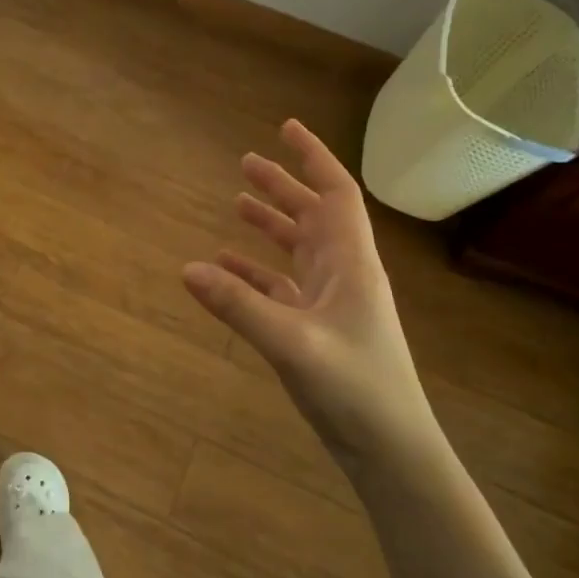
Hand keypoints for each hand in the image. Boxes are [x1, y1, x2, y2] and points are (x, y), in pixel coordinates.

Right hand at [183, 120, 440, 475]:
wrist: (391, 449)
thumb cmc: (355, 388)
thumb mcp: (291, 343)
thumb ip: (238, 305)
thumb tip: (187, 268)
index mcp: (350, 263)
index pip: (335, 194)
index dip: (313, 157)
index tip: (286, 128)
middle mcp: (344, 274)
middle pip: (313, 215)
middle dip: (283, 186)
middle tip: (245, 162)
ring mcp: (332, 303)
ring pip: (299, 249)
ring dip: (271, 224)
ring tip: (235, 204)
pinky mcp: (318, 330)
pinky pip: (283, 287)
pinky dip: (257, 272)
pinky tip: (227, 269)